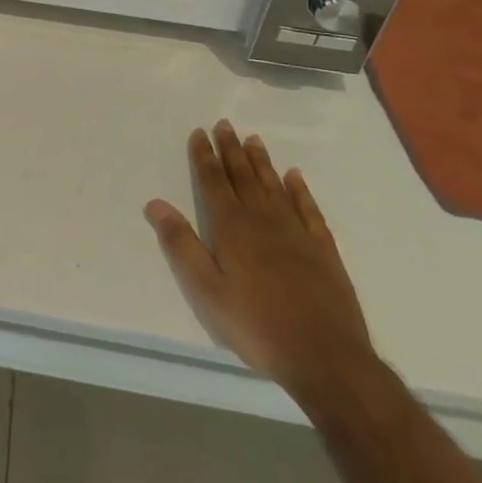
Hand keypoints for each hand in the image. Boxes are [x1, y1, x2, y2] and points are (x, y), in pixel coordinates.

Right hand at [146, 120, 373, 405]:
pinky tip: (294, 177)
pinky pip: (308, 209)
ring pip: (274, 186)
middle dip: (231, 149)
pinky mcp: (323, 249)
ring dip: (261, 162)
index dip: (204, 156)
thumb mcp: (206, 291)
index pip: (213, 182)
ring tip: (253, 140)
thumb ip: (181, 245)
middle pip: (243, 176)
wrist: (326, 358)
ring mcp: (296, 232)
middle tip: (224, 124)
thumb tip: (155, 204)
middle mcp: (262, 220)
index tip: (199, 133)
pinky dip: (300, 190)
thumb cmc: (257, 325)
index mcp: (232, 228)